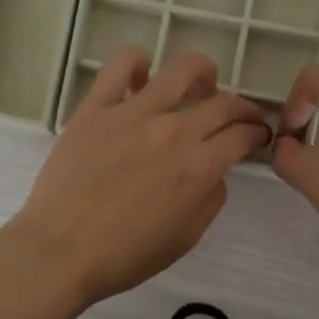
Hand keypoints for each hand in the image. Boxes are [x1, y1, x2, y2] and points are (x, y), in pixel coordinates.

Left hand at [5, 47, 270, 310]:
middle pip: (223, 103)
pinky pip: (119, 66)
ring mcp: (133, 114)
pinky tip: (141, 75)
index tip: (258, 136)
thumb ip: (209, 200)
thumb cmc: (125, 256)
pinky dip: (137, 62)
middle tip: (241, 118)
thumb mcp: (185, 238)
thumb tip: (214, 173)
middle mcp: (173, 131)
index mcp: (199, 167)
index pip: (243, 135)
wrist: (60, 252)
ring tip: (201, 83)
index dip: (257, 134)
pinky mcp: (95, 109)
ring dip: (202, 73)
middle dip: (243, 109)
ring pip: (182, 70)